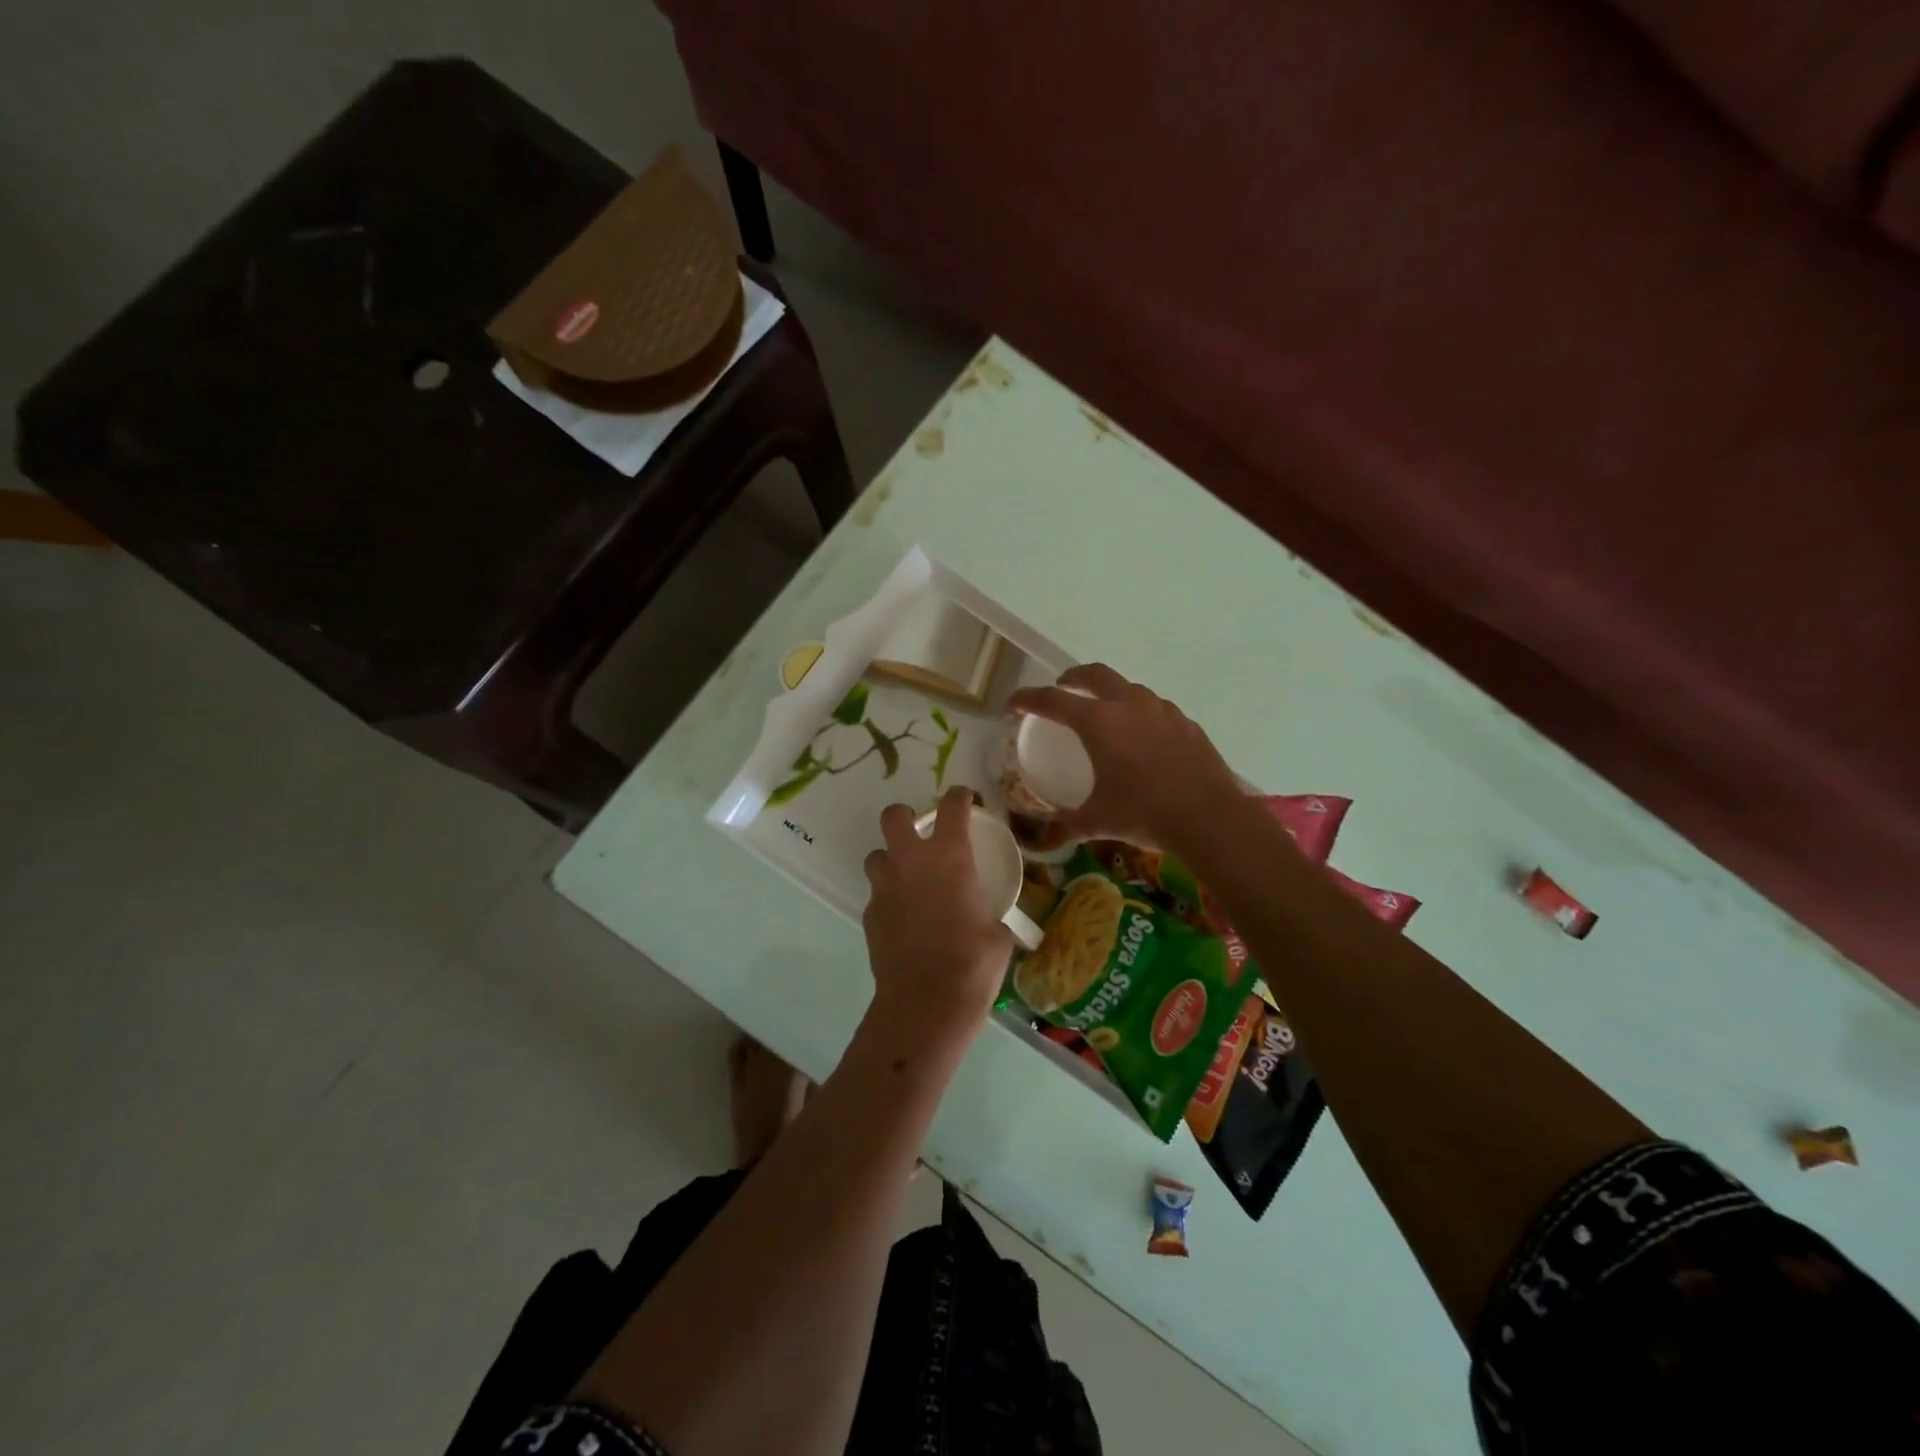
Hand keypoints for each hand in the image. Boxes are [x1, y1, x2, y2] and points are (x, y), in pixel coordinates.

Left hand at [861, 787, 1012, 1045]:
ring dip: (890, 859)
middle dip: (905, 816)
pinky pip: (876, 894)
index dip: (959, 797)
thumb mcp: (997, 934)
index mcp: (950, 857)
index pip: (952, 807)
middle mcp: (911, 862)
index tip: (966, 800)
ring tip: (907, 878)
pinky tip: (903, 918)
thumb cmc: (973, 963)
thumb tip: (992, 921)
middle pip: (894, 816)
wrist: (926, 1003)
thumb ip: (990, 914)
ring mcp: (885, 888)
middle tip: (920, 832)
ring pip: (876, 855)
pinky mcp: (869, 915)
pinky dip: (888, 897)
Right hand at [1006, 664, 1242, 851]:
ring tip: (1105, 713)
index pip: (1052, 700)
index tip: (1013, 705)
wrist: (1208, 817)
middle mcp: (1129, 705)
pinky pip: (1156, 709)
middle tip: (1062, 689)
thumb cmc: (1143, 813)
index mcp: (1098, 722)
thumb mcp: (1097, 821)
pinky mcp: (1186, 723)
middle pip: (1094, 674)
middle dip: (1072, 677)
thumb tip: (1045, 840)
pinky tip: (1143, 738)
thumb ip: (1067, 826)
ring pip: (1129, 688)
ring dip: (1110, 693)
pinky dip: (1141, 714)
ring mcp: (1162, 710)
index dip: (1027, 699)